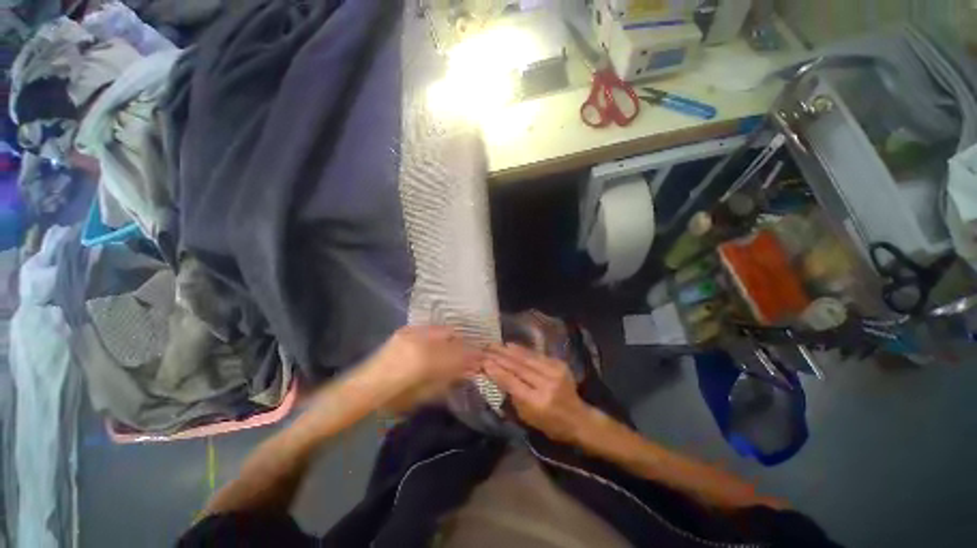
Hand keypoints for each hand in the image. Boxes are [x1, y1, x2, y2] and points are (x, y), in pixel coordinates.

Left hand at [362, 326, 481, 413]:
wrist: (363, 388)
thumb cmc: (394, 399)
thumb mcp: (425, 394)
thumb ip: (449, 378)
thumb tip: (468, 370)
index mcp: (425, 360)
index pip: (457, 354)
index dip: (472, 356)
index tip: (482, 359)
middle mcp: (420, 340)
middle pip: (452, 338)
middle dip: (464, 346)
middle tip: (472, 355)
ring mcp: (411, 332)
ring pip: (442, 330)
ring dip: (453, 340)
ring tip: (457, 350)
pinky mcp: (405, 329)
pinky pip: (430, 329)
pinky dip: (440, 336)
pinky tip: (441, 345)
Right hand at [483, 344, 592, 442]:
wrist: (578, 418)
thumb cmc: (550, 424)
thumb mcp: (527, 417)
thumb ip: (513, 396)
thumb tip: (497, 375)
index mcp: (537, 402)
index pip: (512, 382)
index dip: (496, 371)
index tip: (483, 362)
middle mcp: (546, 384)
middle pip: (518, 367)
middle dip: (499, 357)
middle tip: (485, 349)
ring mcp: (554, 371)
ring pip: (526, 357)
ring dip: (508, 350)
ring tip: (494, 344)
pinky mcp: (559, 364)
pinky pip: (536, 354)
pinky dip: (521, 349)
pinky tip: (511, 345)